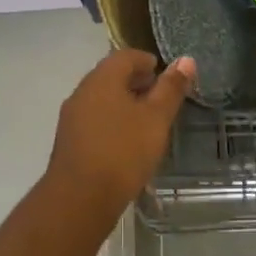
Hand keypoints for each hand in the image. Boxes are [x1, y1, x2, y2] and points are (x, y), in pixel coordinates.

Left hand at [46, 49, 194, 224]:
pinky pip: (94, 119)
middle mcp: (82, 91)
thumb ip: (171, 89)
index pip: (126, 56)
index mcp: (102, 78)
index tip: (165, 75)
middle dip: (137, 82)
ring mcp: (72, 117)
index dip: (147, 61)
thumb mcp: (156, 119)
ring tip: (148, 121)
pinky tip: (127, 142)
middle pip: (112, 76)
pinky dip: (112, 121)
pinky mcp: (69, 141)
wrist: (79, 200)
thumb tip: (186, 60)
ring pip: (102, 99)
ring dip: (124, 103)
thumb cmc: (123, 152)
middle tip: (161, 97)